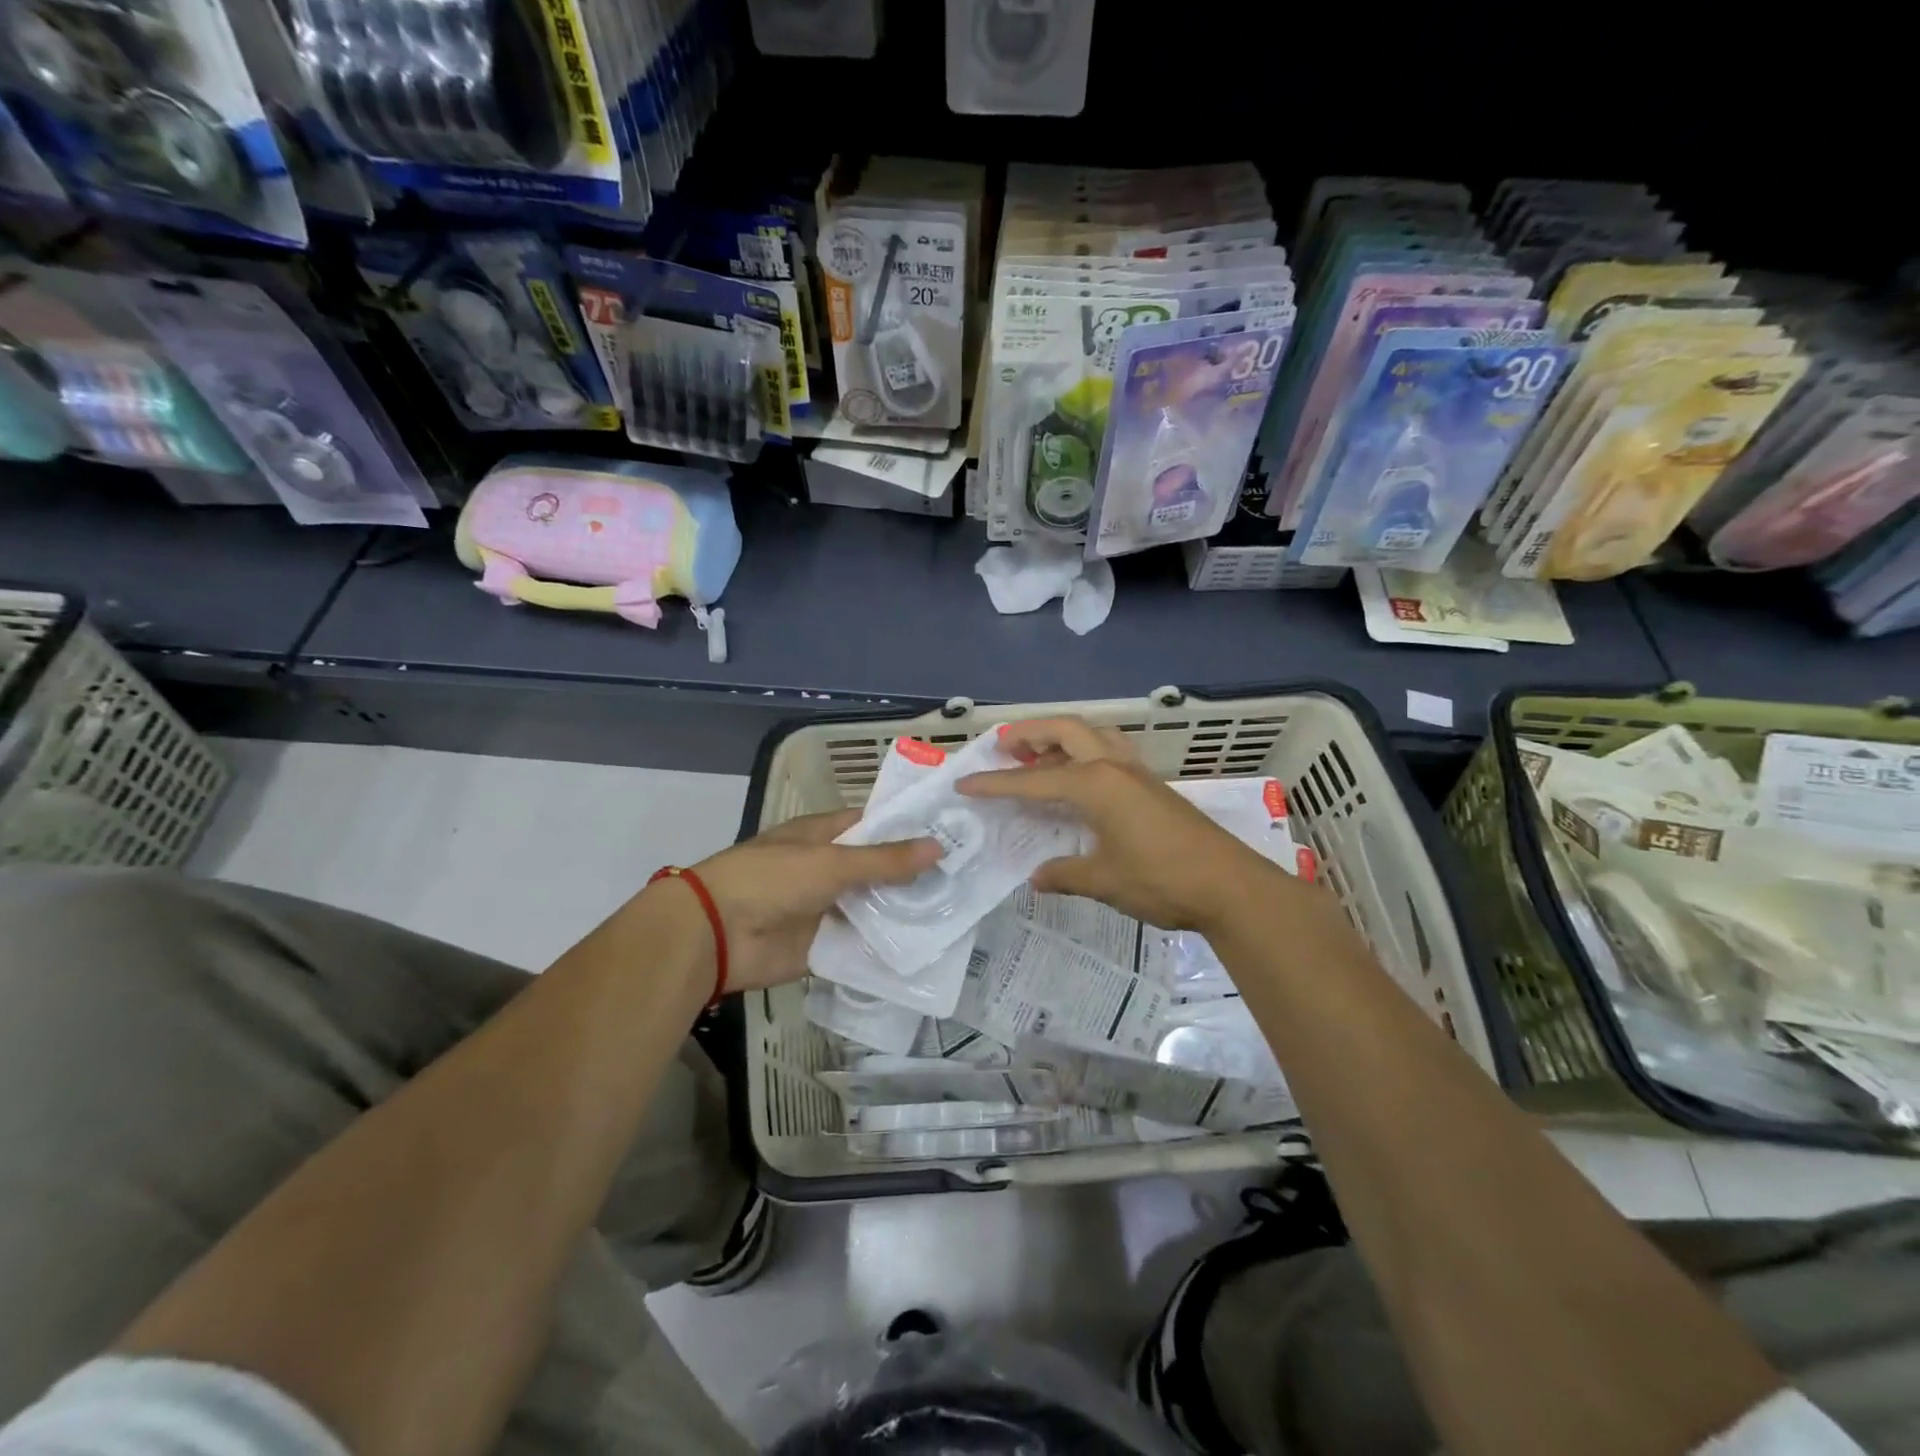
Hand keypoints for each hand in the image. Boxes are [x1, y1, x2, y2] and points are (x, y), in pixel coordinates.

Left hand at [673, 810, 939, 992]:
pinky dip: (887, 946)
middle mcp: (828, 868)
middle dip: (915, 874)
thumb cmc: (772, 879)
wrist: (717, 934)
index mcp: (824, 836)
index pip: (874, 825)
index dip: (909, 827)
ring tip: (957, 912)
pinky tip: (926, 948)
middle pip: (878, 869)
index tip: (952, 832)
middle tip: (966, 878)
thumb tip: (939, 846)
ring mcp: (826, 908)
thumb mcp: (832, 862)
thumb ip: (885, 859)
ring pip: (873, 907)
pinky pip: (862, 944)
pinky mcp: (824, 945)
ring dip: (904, 911)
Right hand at [959, 716, 1285, 930]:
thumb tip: (1037, 876)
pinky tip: (1081, 778)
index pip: (1033, 782)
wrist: (1230, 886)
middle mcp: (1115, 767)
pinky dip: (1085, 753)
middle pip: (1066, 730)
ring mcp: (1138, 773)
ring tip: (1038, 755)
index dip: (996, 784)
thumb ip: (1065, 874)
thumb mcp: (1104, 881)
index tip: (965, 783)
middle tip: (1002, 746)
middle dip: (1030, 733)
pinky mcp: (1153, 786)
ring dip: (1061, 737)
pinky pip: (1110, 752)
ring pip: (1093, 735)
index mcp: (1096, 784)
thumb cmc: (1162, 880)